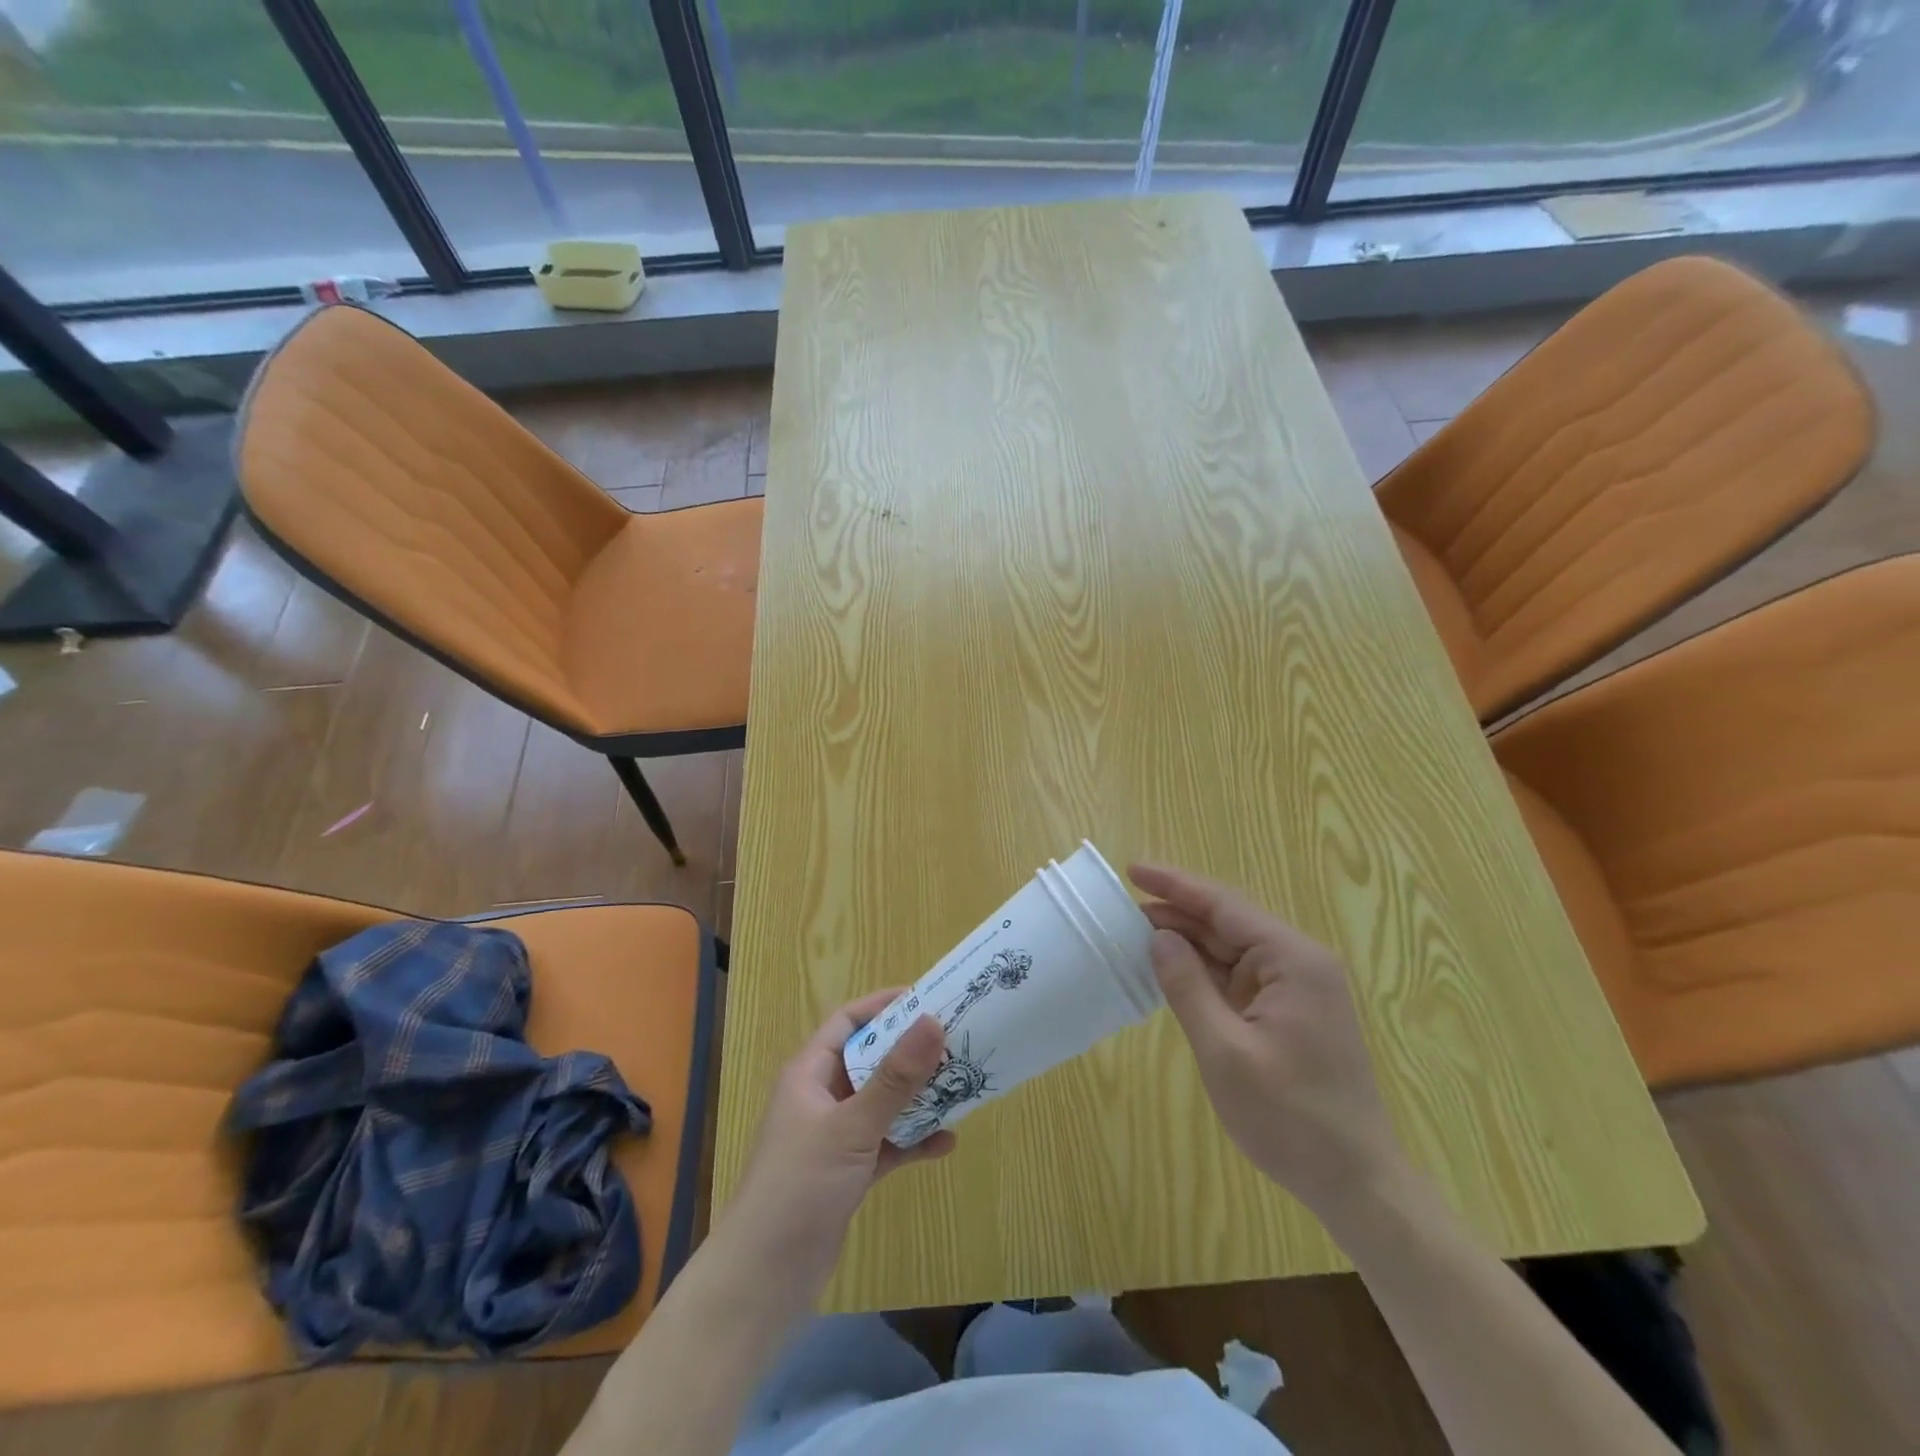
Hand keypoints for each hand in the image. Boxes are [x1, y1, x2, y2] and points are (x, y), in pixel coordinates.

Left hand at [722, 990, 953, 1296]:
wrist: (762, 1281)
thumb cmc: (799, 1187)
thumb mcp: (851, 1127)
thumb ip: (895, 1078)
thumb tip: (933, 1021)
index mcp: (810, 1073)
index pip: (848, 1021)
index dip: (884, 1005)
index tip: (928, 999)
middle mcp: (822, 1097)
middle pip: (871, 1060)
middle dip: (911, 1052)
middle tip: (956, 1042)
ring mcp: (834, 1136)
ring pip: (882, 1102)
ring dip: (917, 1096)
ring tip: (961, 1086)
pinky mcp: (847, 1172)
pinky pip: (886, 1142)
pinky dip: (912, 1140)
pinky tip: (946, 1143)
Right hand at [1130, 862, 1406, 1218]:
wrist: (1356, 1184)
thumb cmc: (1290, 1118)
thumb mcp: (1225, 1051)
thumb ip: (1187, 987)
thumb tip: (1158, 937)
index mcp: (1292, 960)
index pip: (1224, 906)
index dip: (1176, 885)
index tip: (1133, 869)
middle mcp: (1298, 963)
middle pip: (1228, 923)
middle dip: (1176, 913)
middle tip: (1123, 910)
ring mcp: (1295, 989)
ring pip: (1231, 950)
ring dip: (1188, 943)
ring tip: (1136, 933)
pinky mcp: (1288, 1013)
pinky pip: (1238, 978)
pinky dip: (1203, 972)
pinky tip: (1170, 970)